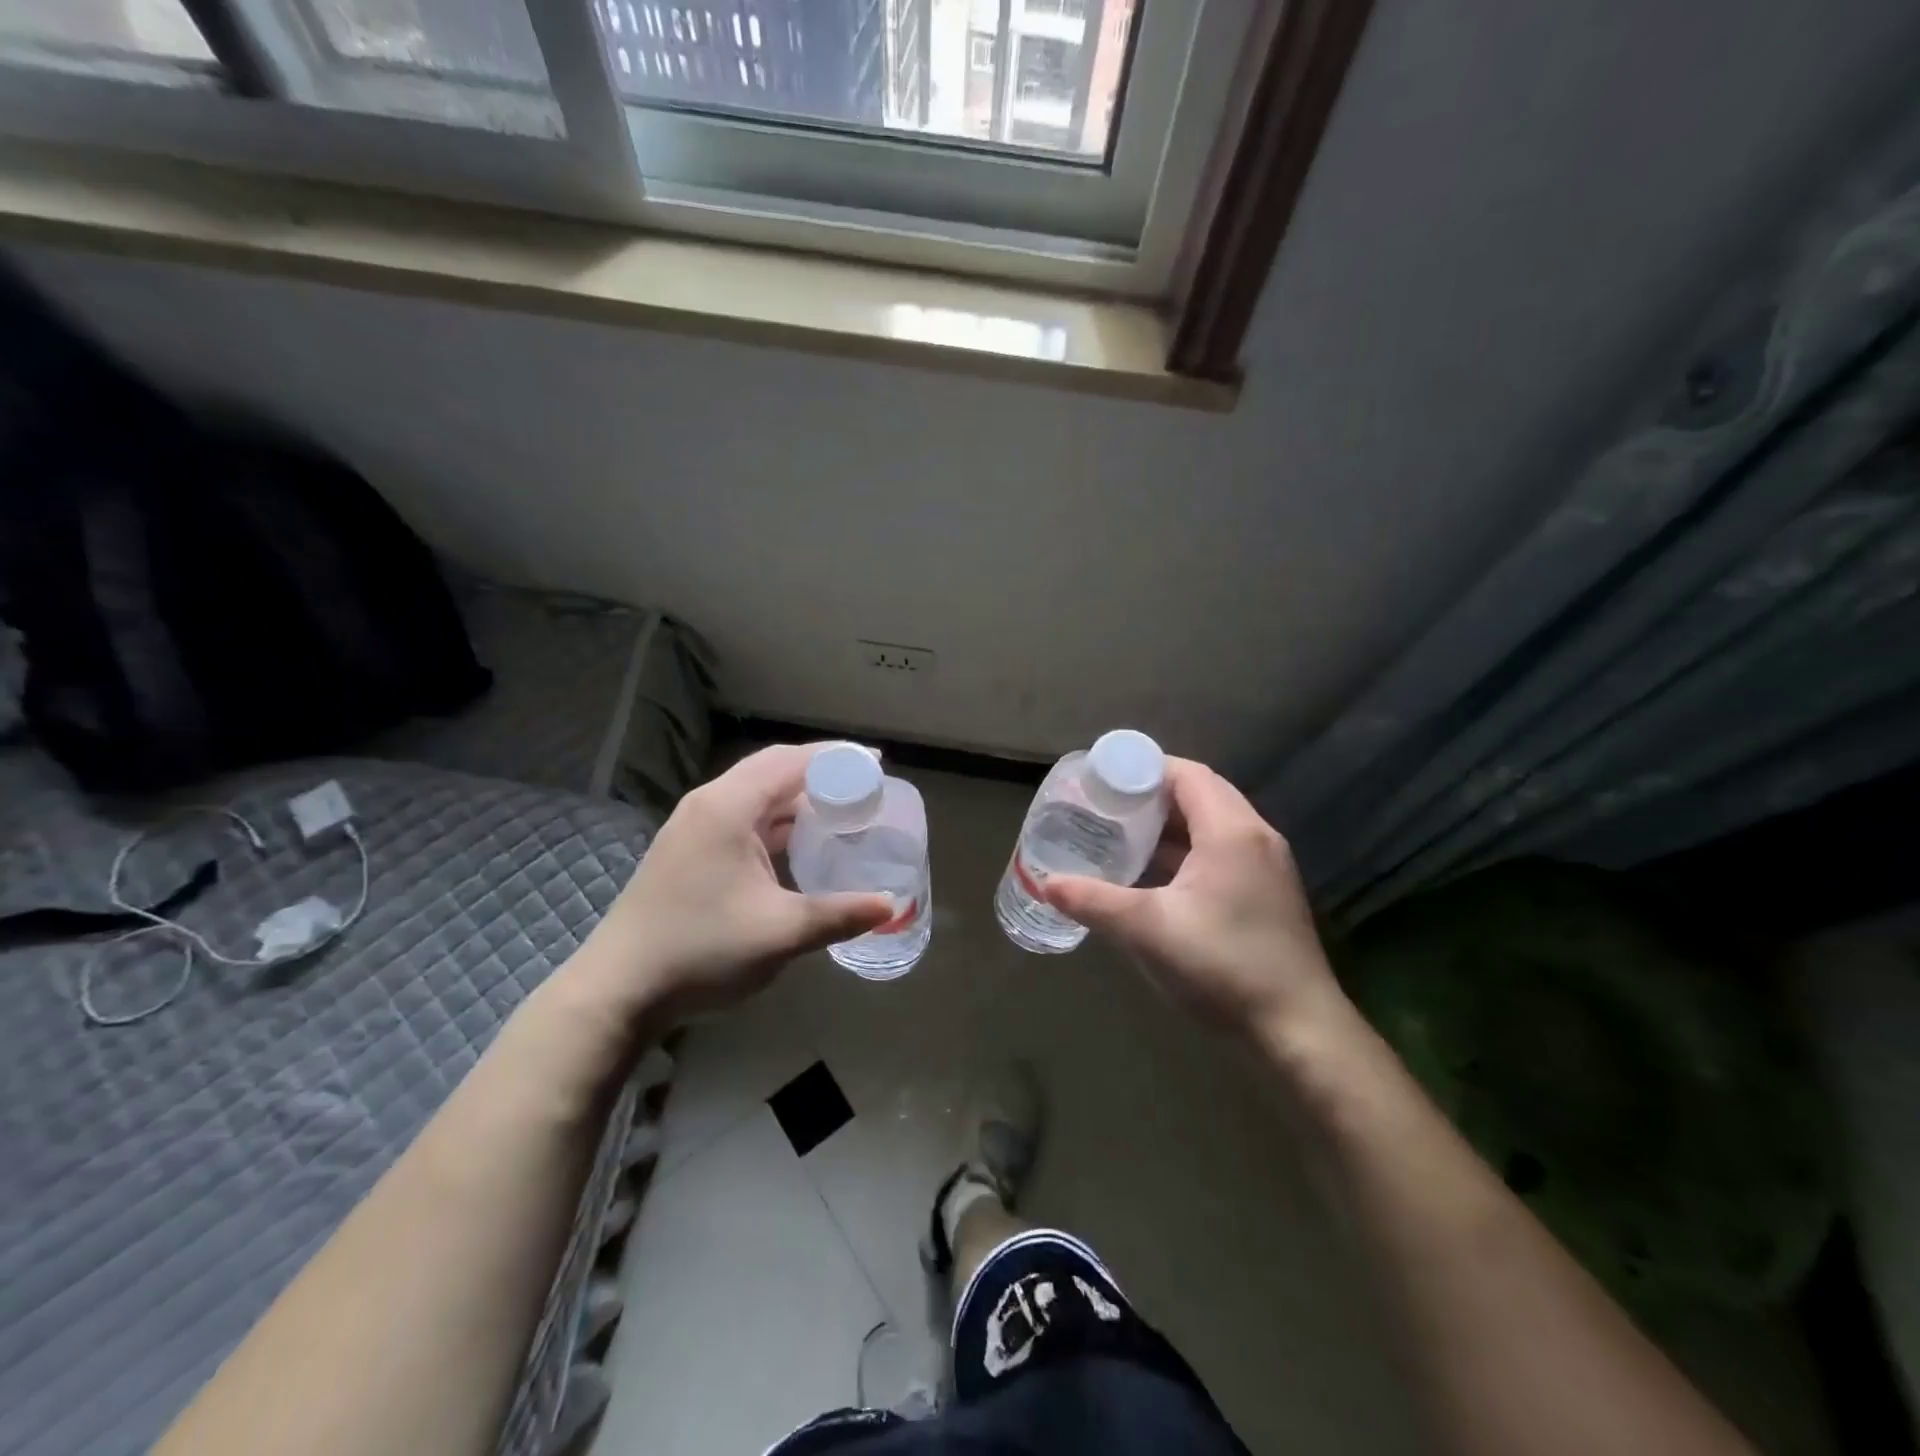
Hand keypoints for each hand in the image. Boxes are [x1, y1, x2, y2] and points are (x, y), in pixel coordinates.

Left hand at [573, 745, 892, 1027]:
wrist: (618, 990)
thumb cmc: (701, 951)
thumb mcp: (780, 932)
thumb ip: (839, 915)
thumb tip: (889, 907)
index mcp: (728, 807)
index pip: (791, 761)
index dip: (838, 758)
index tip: (878, 764)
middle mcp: (709, 804)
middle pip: (773, 770)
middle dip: (821, 774)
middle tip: (865, 788)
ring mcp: (694, 827)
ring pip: (757, 796)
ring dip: (798, 800)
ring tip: (843, 811)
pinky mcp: (689, 851)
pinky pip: (744, 819)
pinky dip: (778, 822)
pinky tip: (802, 844)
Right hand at [1041, 759, 1345, 1039]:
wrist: (1298, 1030)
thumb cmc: (1223, 965)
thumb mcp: (1147, 930)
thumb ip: (1094, 901)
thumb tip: (1047, 884)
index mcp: (1232, 831)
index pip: (1187, 774)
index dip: (1143, 770)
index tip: (1102, 780)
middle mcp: (1255, 837)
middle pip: (1199, 795)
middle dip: (1150, 797)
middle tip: (1105, 807)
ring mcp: (1266, 867)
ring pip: (1210, 827)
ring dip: (1168, 827)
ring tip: (1121, 836)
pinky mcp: (1266, 895)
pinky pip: (1220, 854)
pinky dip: (1185, 853)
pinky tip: (1153, 877)